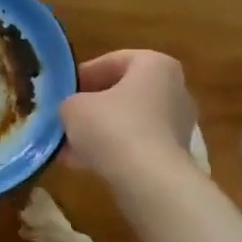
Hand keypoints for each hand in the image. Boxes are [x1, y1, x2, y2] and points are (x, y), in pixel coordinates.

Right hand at [59, 50, 198, 179]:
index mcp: (155, 65)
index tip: (63, 90)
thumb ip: (69, 102)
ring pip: (129, 121)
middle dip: (93, 106)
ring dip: (100, 132)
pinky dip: (113, 151)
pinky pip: (137, 145)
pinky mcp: (175, 155)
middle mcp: (174, 89)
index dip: (84, 75)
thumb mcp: (73, 107)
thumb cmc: (112, 127)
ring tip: (69, 146)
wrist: (148, 181)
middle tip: (66, 117)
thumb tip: (71, 111)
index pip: (113, 61)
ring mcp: (178, 124)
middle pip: (124, 92)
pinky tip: (84, 164)